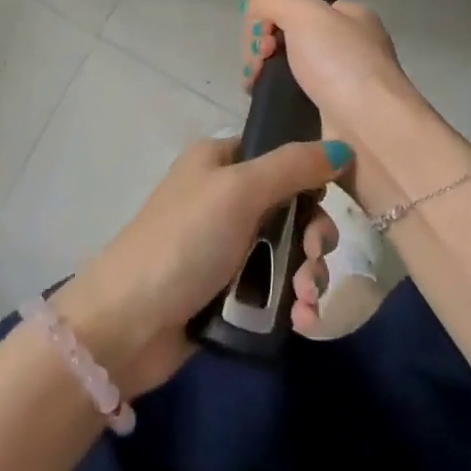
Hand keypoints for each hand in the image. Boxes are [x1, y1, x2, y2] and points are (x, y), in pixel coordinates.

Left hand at [54, 135, 348, 396]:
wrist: (127, 323)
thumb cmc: (184, 241)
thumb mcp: (239, 191)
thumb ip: (292, 167)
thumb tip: (343, 148)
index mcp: (219, 160)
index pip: (279, 154)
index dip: (310, 176)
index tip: (330, 200)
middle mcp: (223, 196)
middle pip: (291, 205)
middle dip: (312, 236)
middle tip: (313, 258)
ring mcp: (225, 245)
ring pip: (288, 250)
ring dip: (307, 274)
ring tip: (304, 300)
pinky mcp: (228, 289)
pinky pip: (275, 287)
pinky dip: (293, 302)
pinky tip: (302, 320)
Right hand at [241, 0, 437, 217]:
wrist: (373, 133)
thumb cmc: (342, 66)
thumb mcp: (304, 13)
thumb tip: (257, 23)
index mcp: (350, 16)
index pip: (295, 6)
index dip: (268, 19)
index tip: (262, 41)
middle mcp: (348, 46)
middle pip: (287, 38)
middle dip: (263, 50)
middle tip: (258, 68)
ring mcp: (341, 83)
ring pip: (286, 71)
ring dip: (265, 78)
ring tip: (257, 90)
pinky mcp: (331, 117)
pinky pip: (292, 101)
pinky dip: (276, 102)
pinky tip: (270, 108)